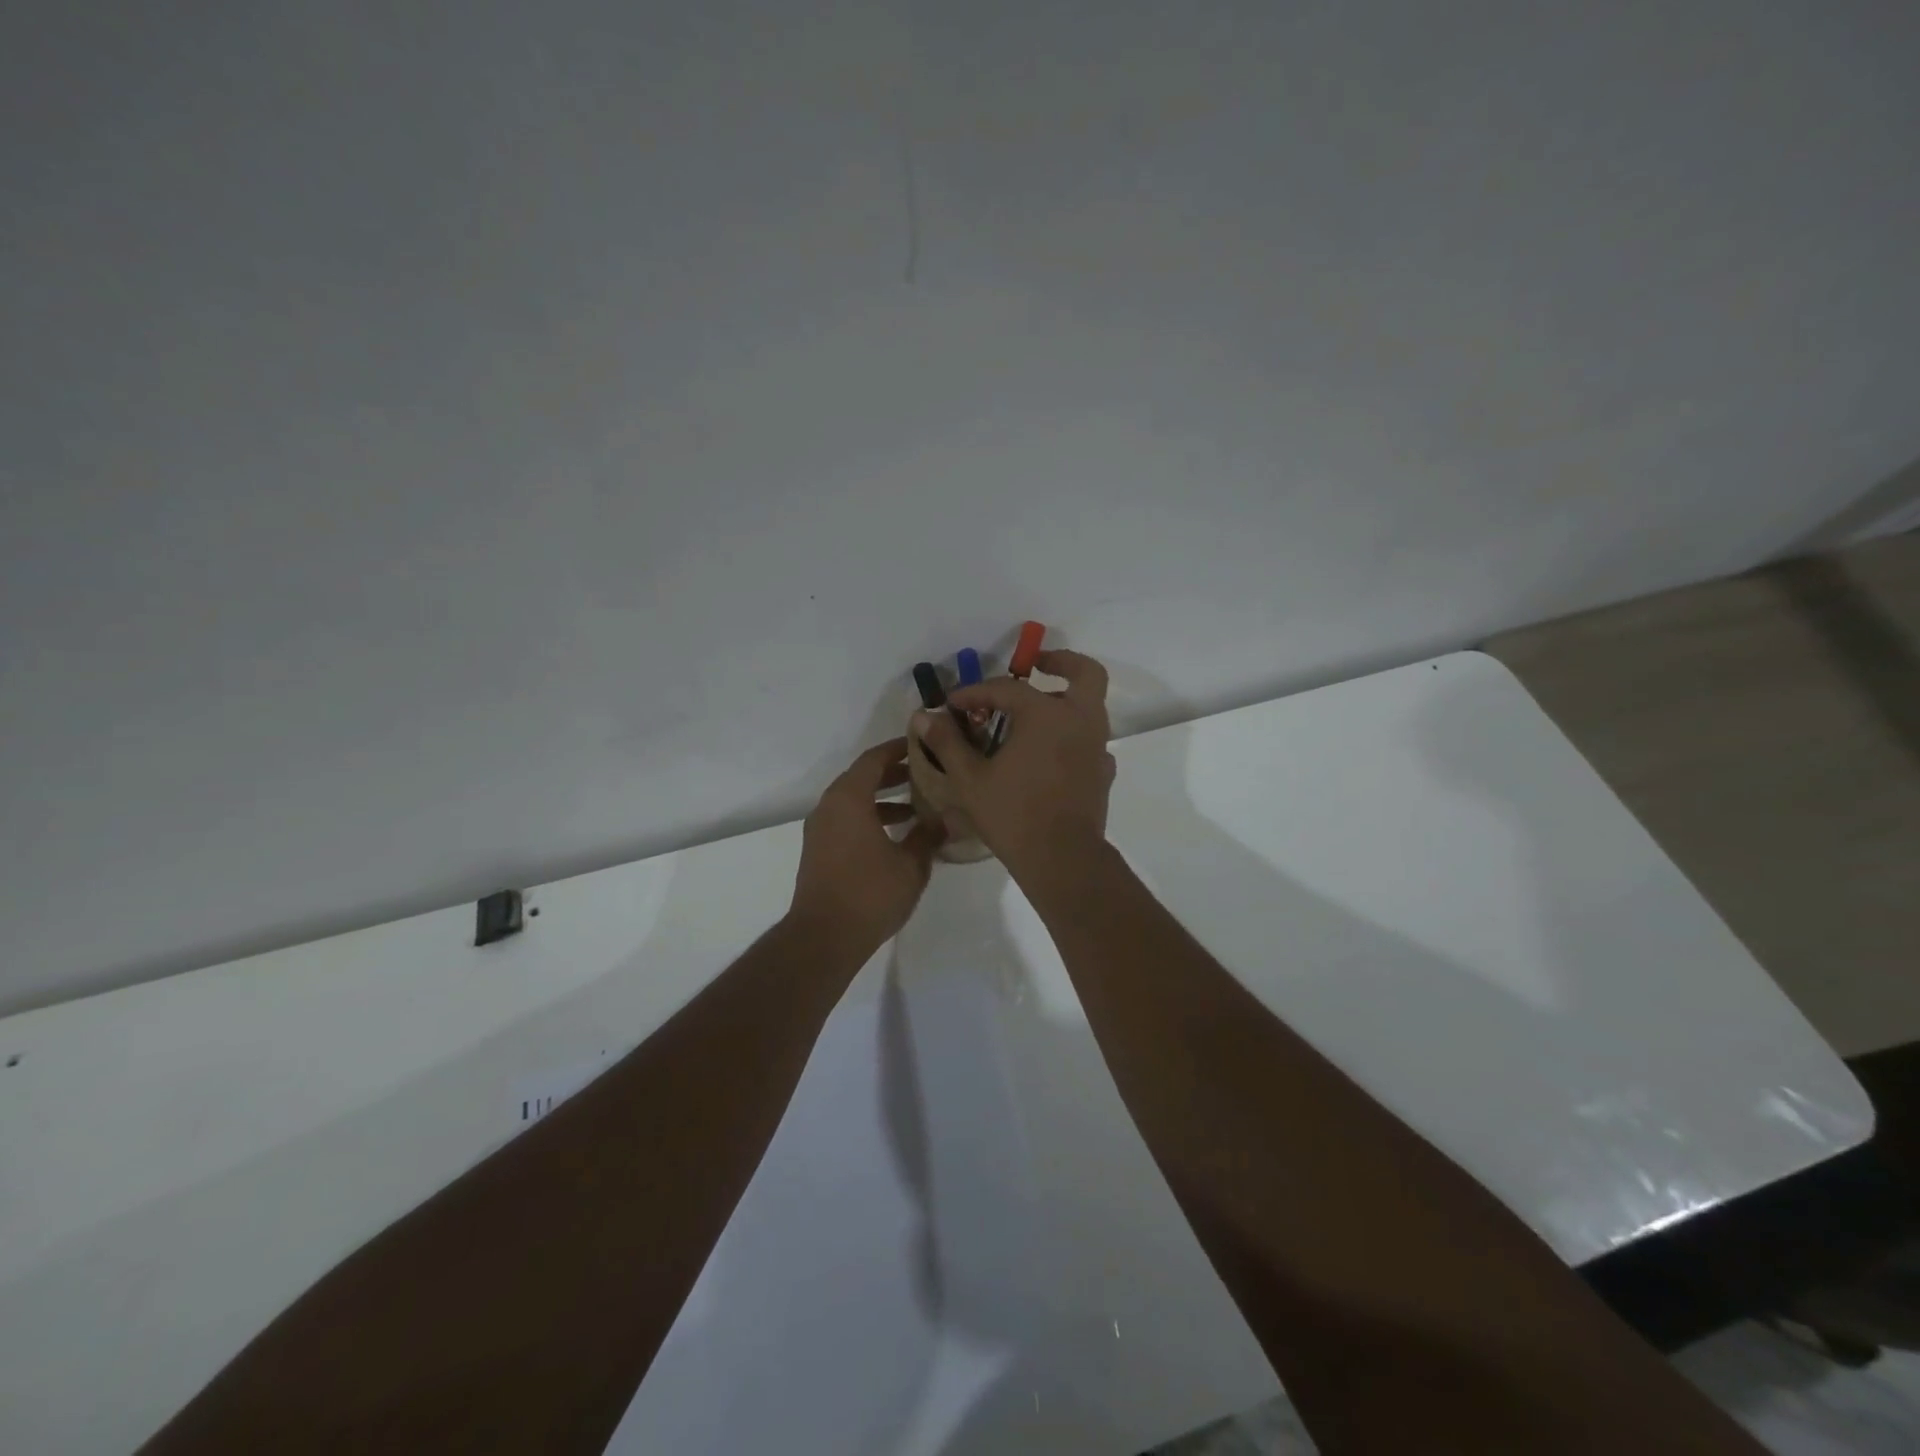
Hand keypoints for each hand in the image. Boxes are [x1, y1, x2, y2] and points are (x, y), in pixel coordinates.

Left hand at [789, 738, 940, 959]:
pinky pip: (847, 820)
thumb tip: (946, 819)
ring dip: (883, 799)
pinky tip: (896, 835)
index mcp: (849, 799)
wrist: (823, 937)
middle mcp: (829, 807)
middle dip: (893, 774)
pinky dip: (870, 817)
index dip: (897, 749)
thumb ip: (928, 836)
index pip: (873, 759)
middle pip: (862, 778)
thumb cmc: (870, 893)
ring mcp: (820, 830)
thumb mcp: (911, 864)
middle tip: (926, 773)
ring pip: (854, 801)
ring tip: (917, 806)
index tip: (921, 744)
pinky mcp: (819, 851)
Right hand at [911, 650, 1116, 880]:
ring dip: (1065, 699)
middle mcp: (1079, 720)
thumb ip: (948, 742)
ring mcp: (1097, 746)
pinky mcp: (1104, 771)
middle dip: (1060, 663)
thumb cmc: (1013, 815)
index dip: (976, 691)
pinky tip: (1049, 752)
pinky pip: (1091, 739)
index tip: (953, 703)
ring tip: (1033, 714)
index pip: (1007, 688)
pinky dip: (1072, 734)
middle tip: (1035, 665)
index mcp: (1046, 714)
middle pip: (1084, 673)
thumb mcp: (970, 778)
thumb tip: (924, 716)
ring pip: (1090, 705)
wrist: (1062, 859)